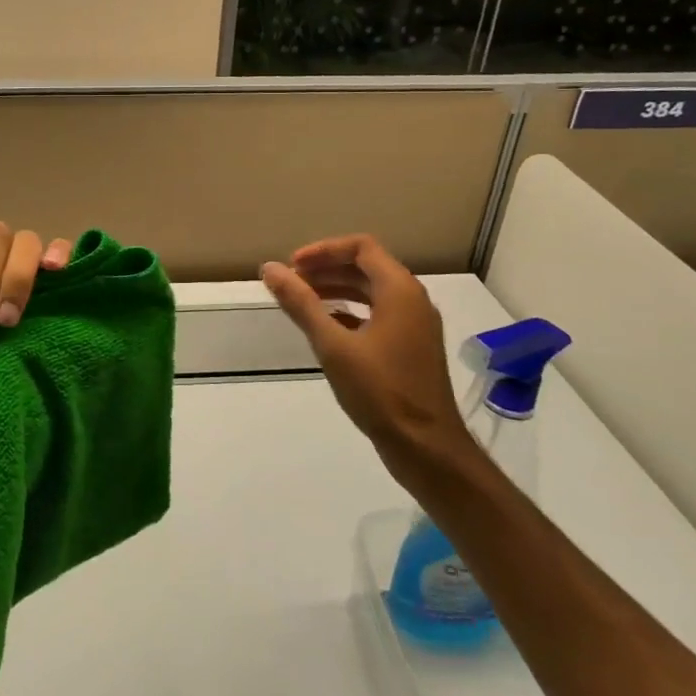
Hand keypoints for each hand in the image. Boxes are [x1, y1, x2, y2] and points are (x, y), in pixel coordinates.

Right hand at [261, 235, 473, 486]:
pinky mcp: (411, 347)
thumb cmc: (380, 392)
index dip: (323, 250)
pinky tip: (325, 328)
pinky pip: (377, 314)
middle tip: (290, 284)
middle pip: (366, 266)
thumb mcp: (333, 345)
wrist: (426, 447)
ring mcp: (414, 325)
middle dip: (326, 269)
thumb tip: (270, 268)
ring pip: (371, 291)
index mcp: (400, 290)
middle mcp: (412, 300)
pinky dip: (349, 312)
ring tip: (302, 302)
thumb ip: (301, 303)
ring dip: (336, 289)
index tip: (292, 267)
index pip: (361, 247)